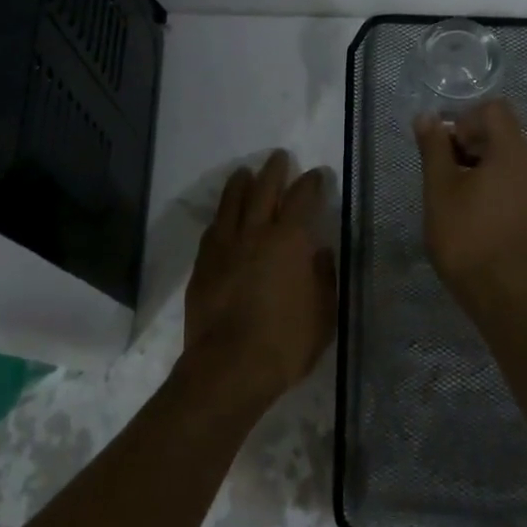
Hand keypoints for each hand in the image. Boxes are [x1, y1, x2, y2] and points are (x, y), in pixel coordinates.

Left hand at [183, 151, 336, 409]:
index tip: (316, 174)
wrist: (228, 368)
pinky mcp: (203, 265)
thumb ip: (323, 277)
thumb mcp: (323, 314)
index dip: (311, 183)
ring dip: (240, 184)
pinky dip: (221, 217)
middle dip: (274, 171)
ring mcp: (225, 247)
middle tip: (279, 157)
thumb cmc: (285, 343)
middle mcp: (256, 234)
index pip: (302, 199)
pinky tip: (222, 217)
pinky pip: (212, 230)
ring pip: (231, 203)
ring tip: (245, 172)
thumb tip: (319, 252)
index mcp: (290, 241)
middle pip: (263, 190)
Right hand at [414, 100, 526, 304]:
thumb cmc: (467, 237)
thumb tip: (427, 117)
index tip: (447, 149)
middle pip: (504, 132)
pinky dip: (500, 183)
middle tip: (446, 174)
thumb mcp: (439, 189)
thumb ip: (434, 148)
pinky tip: (481, 212)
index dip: (465, 120)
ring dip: (484, 164)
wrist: (505, 294)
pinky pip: (521, 180)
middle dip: (472, 143)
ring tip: (461, 196)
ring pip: (512, 157)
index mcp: (513, 151)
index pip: (494, 109)